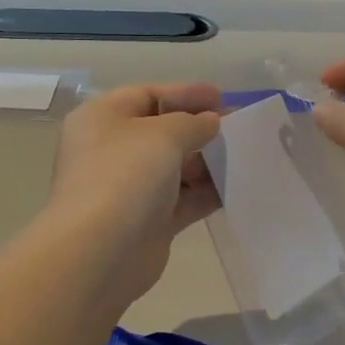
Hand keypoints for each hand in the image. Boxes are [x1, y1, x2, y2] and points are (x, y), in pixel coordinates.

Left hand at [46, 82, 222, 306]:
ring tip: (243, 157)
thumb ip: (193, 123)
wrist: (100, 251)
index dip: (185, 93)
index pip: (147, 95)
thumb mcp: (164, 134)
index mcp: (102, 119)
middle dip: (199, 129)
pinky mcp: (147, 222)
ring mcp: (129, 189)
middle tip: (237, 128)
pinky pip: (183, 199)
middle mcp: (111, 151)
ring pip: (174, 168)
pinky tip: (236, 187)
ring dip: (207, 162)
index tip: (222, 97)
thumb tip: (210, 122)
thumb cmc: (125, 175)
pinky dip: (206, 193)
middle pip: (161, 132)